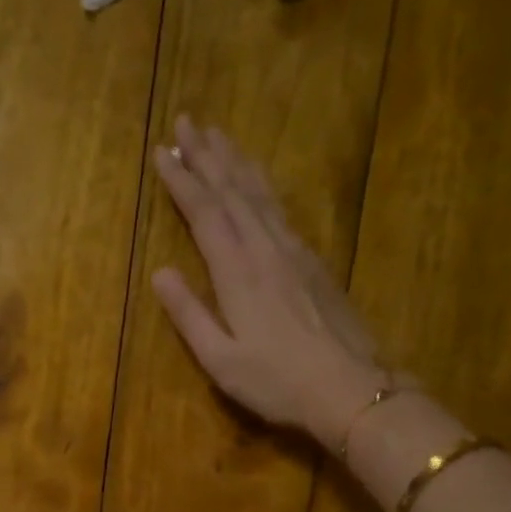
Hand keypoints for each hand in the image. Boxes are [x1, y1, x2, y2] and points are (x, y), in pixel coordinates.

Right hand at [150, 116, 399, 447]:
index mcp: (238, 273)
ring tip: (218, 135)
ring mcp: (294, 252)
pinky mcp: (314, 261)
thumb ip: (190, 315)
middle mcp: (265, 249)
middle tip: (186, 122)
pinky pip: (281, 208)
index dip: (182, 181)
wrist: (350, 389)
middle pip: (233, 191)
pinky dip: (262, 185)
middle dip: (207, 156)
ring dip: (236, 162)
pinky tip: (257, 181)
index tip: (162, 153)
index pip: (205, 213)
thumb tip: (161, 273)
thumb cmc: (277, 382)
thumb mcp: (221, 360)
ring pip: (260, 194)